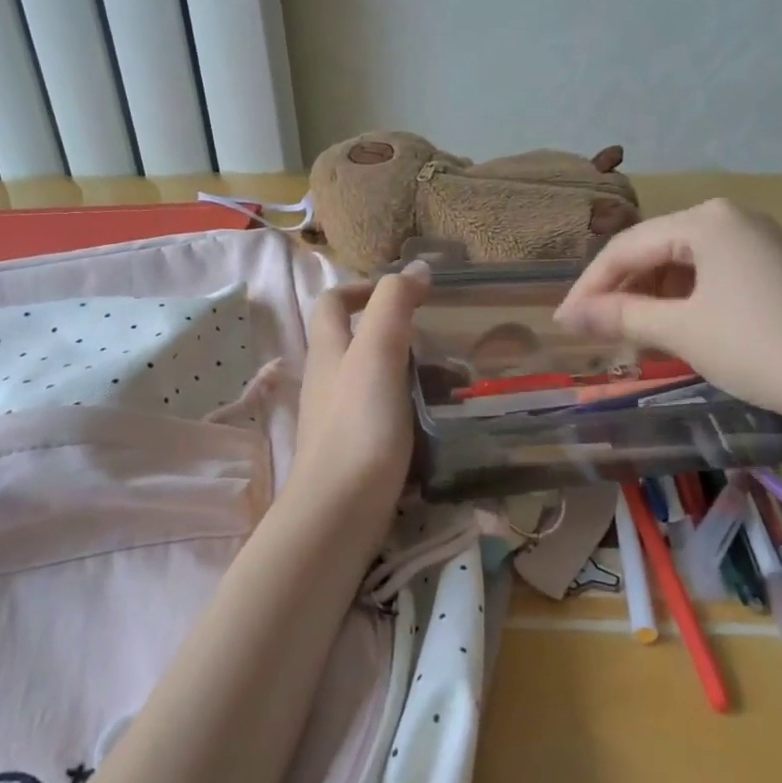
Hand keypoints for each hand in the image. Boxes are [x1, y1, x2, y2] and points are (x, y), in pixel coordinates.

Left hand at [283, 261, 431, 549]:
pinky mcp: (355, 452)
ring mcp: (338, 419)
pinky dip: (411, 411)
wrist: (339, 514)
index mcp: (329, 351)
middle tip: (440, 343)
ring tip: (454, 385)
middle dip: (398, 334)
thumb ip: (393, 306)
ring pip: (375, 381)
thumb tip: (415, 268)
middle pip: (356, 341)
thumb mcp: (377, 354)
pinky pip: (384, 417)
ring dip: (411, 374)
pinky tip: (438, 422)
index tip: (407, 293)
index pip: (332, 302)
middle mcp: (327, 381)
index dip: (363, 287)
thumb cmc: (359, 426)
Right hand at [553, 199, 781, 435]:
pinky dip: (683, 302)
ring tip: (628, 336)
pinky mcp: (772, 269)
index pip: (628, 247)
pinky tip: (671, 330)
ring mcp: (756, 242)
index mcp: (706, 220)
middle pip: (655, 251)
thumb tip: (568, 316)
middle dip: (620, 292)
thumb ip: (620, 316)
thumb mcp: (681, 330)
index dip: (590, 286)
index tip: (563, 323)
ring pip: (682, 265)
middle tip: (592, 332)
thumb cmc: (758, 347)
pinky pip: (710, 276)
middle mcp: (730, 218)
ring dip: (650, 299)